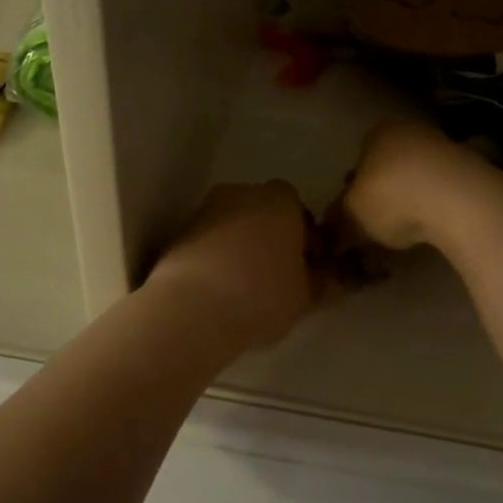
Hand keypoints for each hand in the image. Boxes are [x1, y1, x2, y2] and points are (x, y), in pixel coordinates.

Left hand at [145, 182, 319, 348]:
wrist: (193, 309)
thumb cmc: (262, 295)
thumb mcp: (306, 296)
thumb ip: (319, 281)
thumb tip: (324, 276)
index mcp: (281, 200)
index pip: (300, 211)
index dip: (304, 238)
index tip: (304, 267)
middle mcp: (242, 193)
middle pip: (263, 212)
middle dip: (269, 237)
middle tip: (275, 276)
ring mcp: (206, 210)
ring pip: (232, 225)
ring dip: (239, 247)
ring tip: (244, 287)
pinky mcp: (178, 232)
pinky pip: (207, 242)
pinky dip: (214, 258)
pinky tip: (218, 290)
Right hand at [333, 120, 502, 252]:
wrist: (459, 200)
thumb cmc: (392, 197)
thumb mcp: (352, 214)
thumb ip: (338, 221)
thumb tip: (331, 233)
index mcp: (379, 131)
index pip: (360, 157)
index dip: (354, 188)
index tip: (356, 214)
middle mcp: (412, 130)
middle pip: (390, 165)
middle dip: (384, 193)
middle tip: (379, 225)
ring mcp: (447, 146)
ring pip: (419, 177)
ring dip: (412, 200)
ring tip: (408, 231)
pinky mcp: (474, 169)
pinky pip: (445, 190)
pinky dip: (438, 206)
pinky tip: (435, 227)